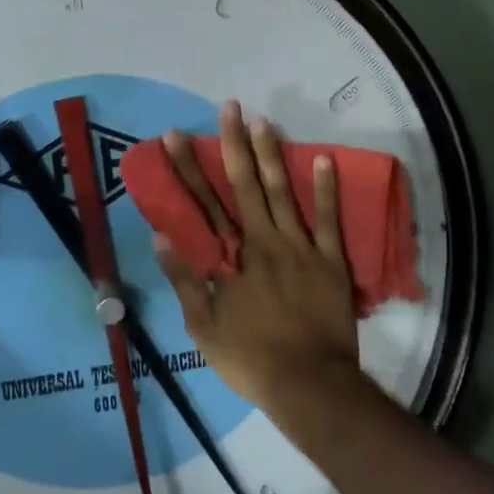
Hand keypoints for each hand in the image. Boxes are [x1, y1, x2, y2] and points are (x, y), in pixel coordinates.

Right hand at [152, 102, 360, 414]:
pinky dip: (327, 188)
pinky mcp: (331, 260)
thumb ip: (184, 280)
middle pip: (243, 185)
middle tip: (228, 108)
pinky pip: (330, 219)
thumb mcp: (203, 327)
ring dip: (272, 154)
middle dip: (233, 144)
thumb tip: (162, 238)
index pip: (202, 203)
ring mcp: (301, 247)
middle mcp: (264, 241)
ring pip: (283, 192)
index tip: (175, 136)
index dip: (187, 167)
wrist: (310, 385)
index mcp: (231, 258)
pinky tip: (323, 158)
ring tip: (263, 120)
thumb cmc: (251, 359)